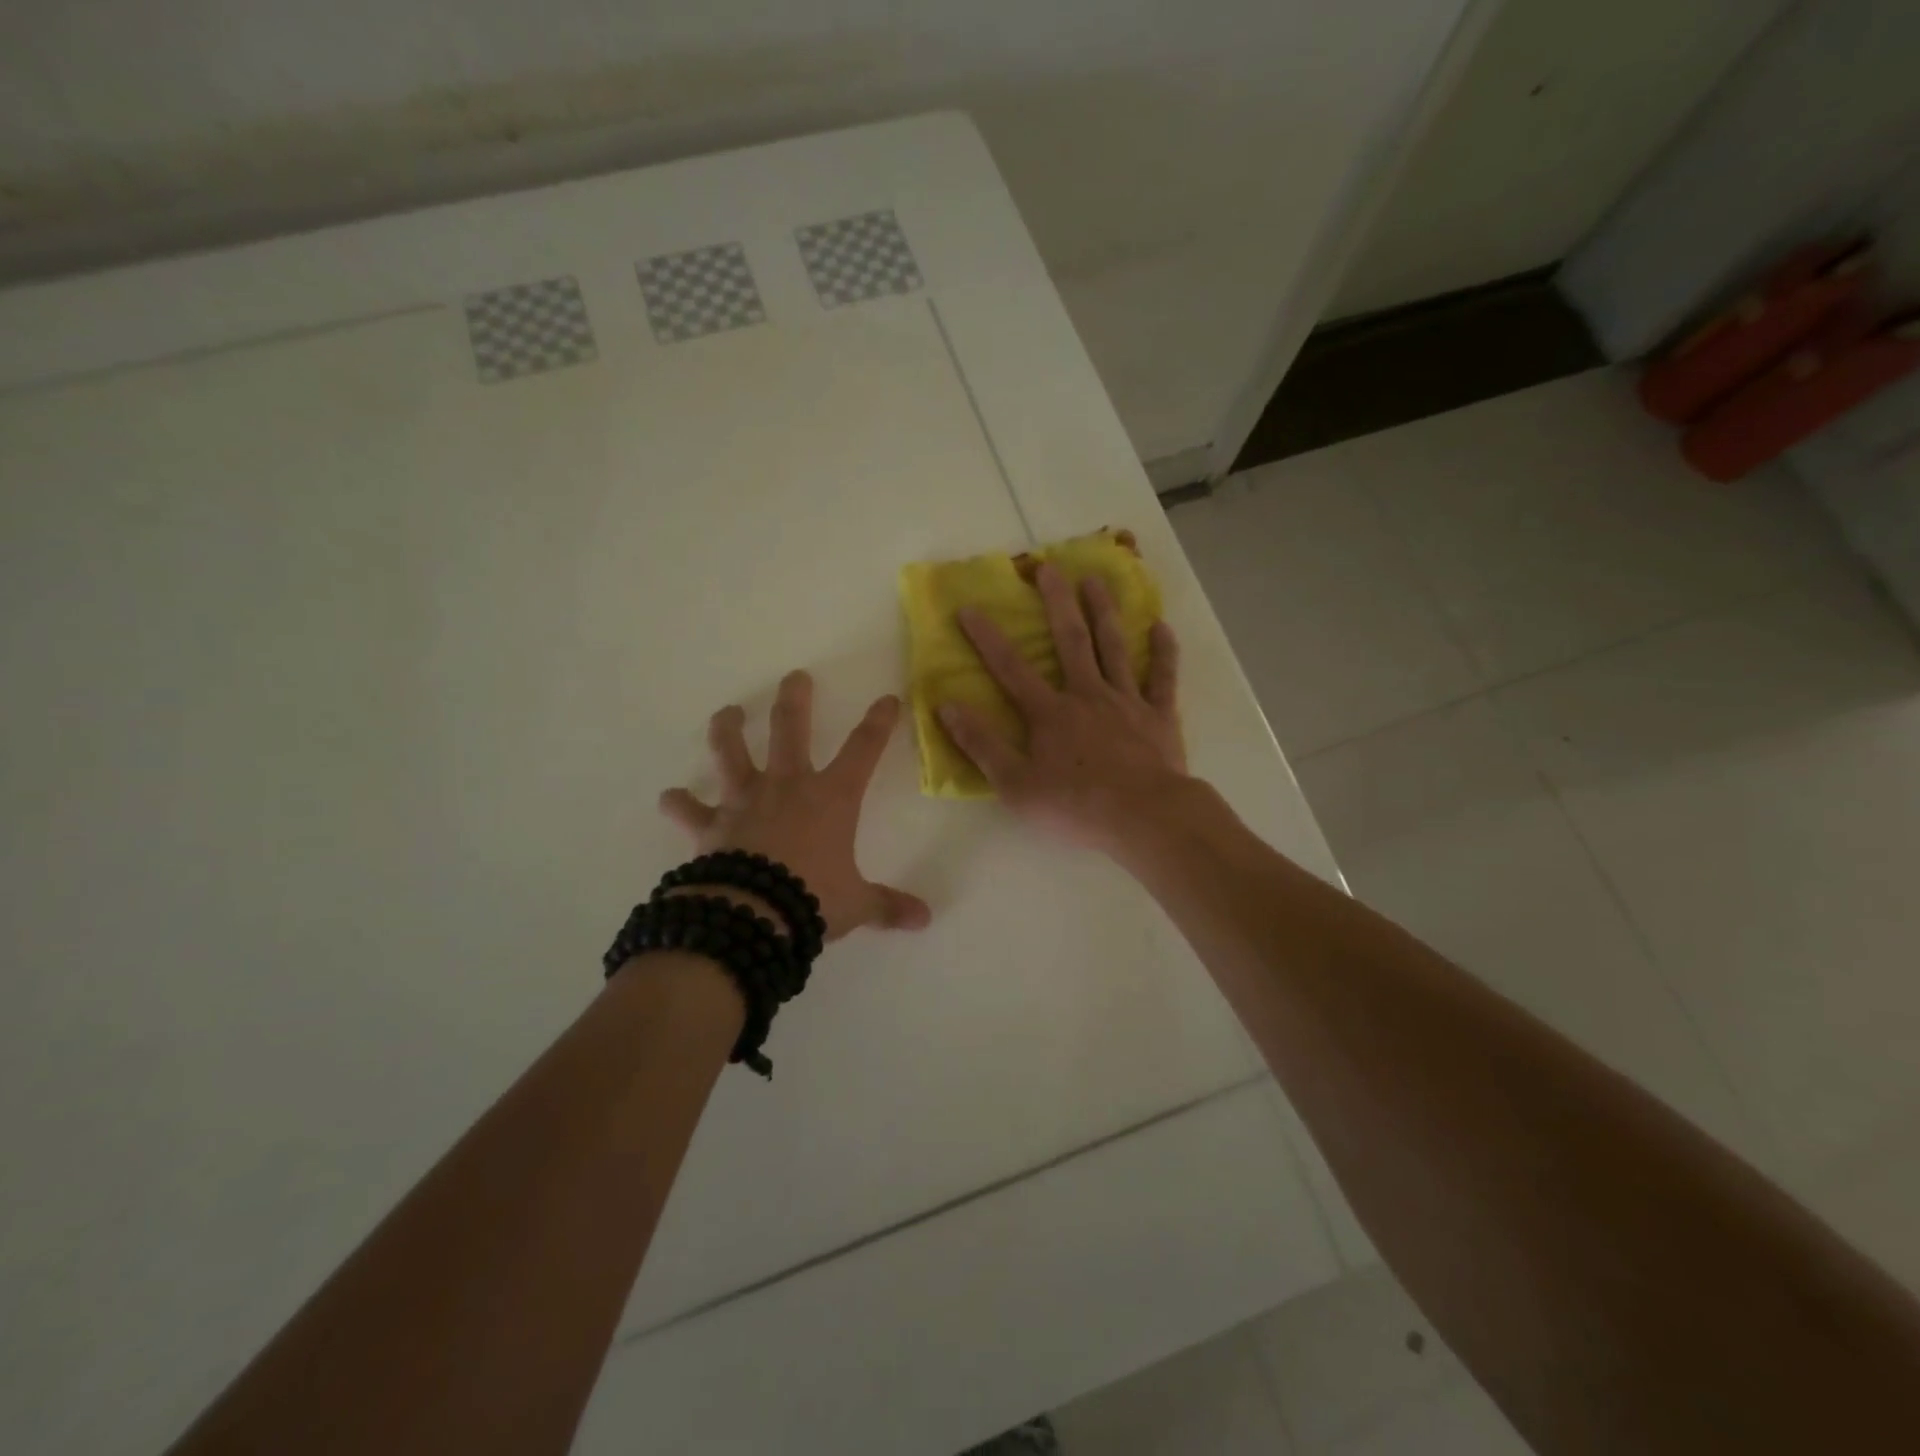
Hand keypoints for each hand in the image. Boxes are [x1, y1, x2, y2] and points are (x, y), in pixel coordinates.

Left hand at [659, 671, 931, 941]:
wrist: (753, 916)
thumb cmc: (812, 899)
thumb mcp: (857, 904)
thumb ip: (888, 906)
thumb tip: (924, 920)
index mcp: (831, 798)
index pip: (863, 750)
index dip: (878, 723)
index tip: (887, 699)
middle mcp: (787, 787)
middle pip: (791, 729)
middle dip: (795, 700)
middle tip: (794, 677)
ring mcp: (745, 802)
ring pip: (732, 752)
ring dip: (729, 729)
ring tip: (729, 712)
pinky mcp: (711, 826)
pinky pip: (689, 811)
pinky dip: (679, 804)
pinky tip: (669, 797)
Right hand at [939, 562, 1186, 851]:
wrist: (1143, 817)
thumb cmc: (1075, 805)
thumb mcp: (1014, 784)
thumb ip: (981, 744)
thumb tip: (947, 707)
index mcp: (1049, 712)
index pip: (1010, 668)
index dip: (987, 638)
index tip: (969, 608)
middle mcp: (1087, 695)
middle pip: (1070, 640)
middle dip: (1057, 602)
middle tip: (1049, 567)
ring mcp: (1126, 701)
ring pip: (1113, 647)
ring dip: (1104, 612)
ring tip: (1096, 581)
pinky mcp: (1159, 716)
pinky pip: (1162, 677)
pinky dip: (1162, 652)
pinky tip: (1161, 627)